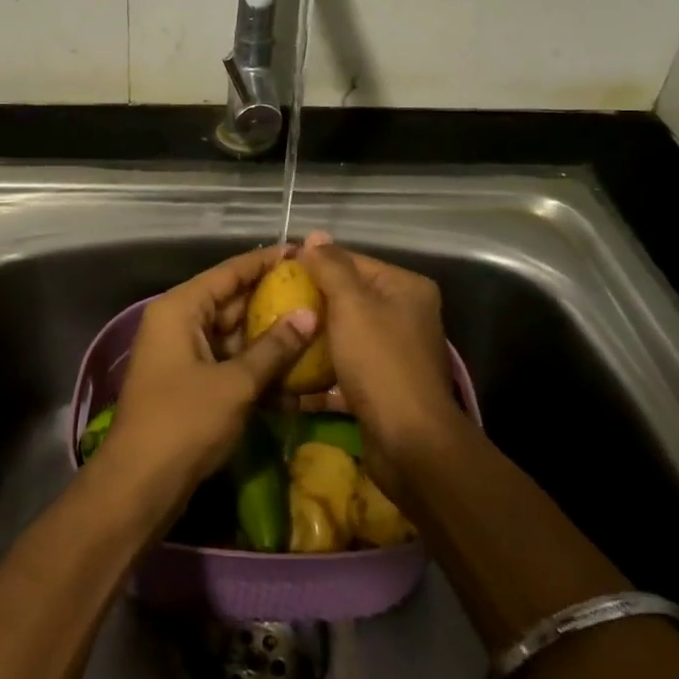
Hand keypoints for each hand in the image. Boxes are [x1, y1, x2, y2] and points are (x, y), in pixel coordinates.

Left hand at [98, 245, 317, 515]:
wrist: (140, 486)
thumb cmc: (184, 422)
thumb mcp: (236, 383)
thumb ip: (274, 347)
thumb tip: (310, 314)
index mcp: (181, 309)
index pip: (229, 272)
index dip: (266, 262)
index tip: (303, 252)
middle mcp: (180, 323)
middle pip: (233, 301)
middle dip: (274, 300)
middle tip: (319, 292)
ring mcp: (185, 354)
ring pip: (235, 335)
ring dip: (271, 337)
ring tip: (317, 326)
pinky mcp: (192, 383)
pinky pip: (230, 362)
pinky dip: (258, 366)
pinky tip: (297, 371)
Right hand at [297, 232, 465, 497]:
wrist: (409, 442)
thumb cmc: (380, 363)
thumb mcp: (352, 306)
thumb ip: (332, 267)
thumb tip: (314, 235)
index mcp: (405, 288)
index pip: (353, 262)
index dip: (315, 264)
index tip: (276, 273)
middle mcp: (405, 315)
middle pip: (347, 299)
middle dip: (310, 304)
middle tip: (269, 307)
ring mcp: (394, 353)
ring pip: (343, 336)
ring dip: (311, 340)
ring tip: (273, 337)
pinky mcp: (381, 387)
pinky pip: (344, 369)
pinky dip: (320, 374)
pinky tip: (286, 377)